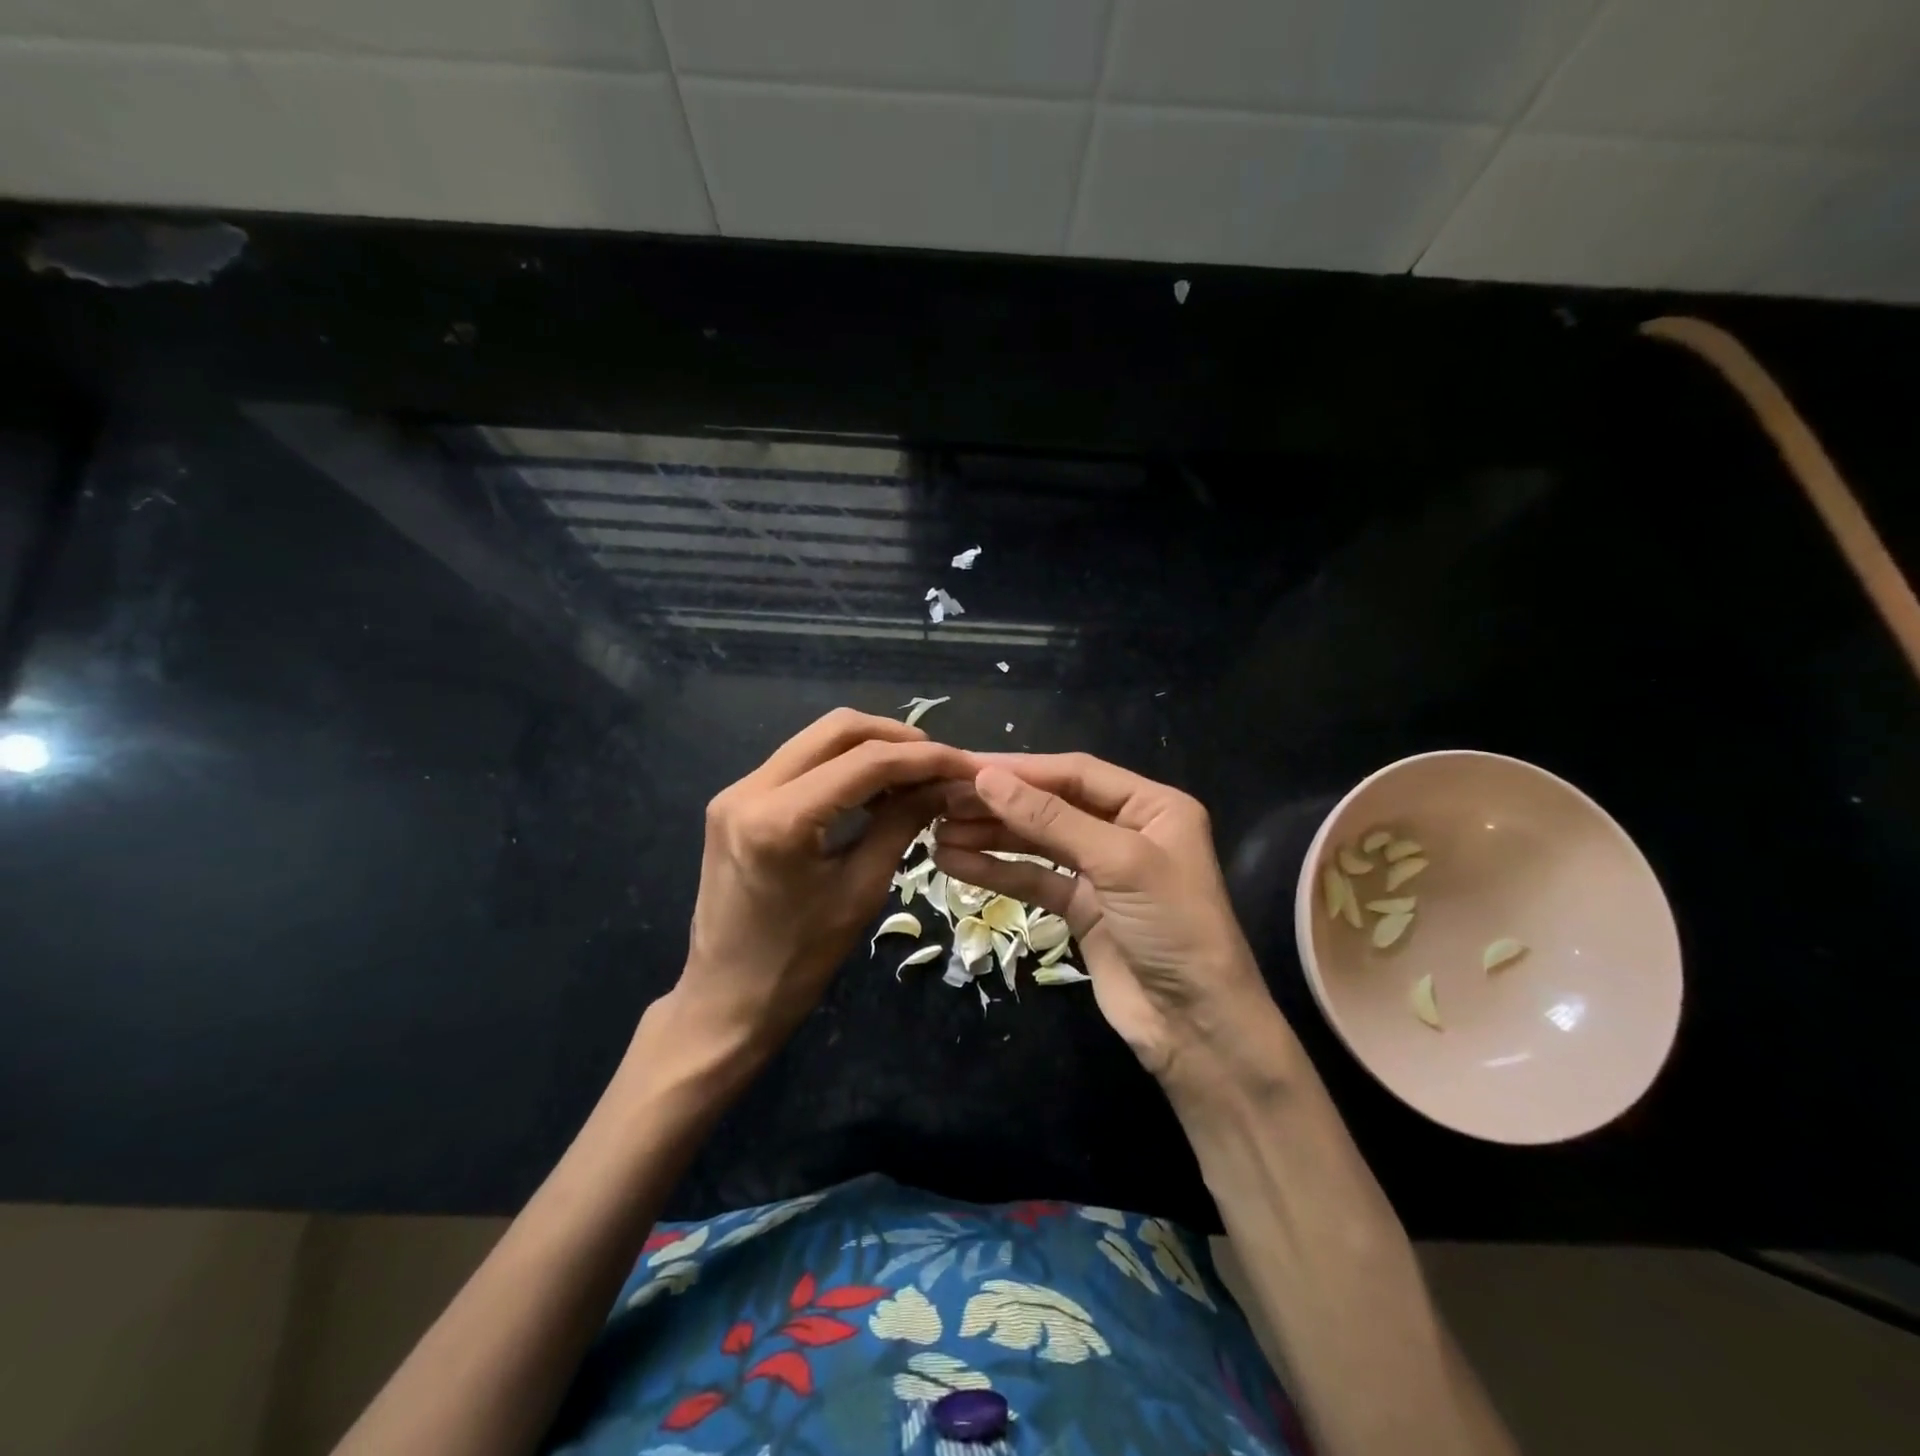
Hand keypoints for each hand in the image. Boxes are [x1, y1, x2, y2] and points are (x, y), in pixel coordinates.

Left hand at [666, 709, 977, 1065]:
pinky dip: (842, 766)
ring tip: (914, 775)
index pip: (866, 762)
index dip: (924, 758)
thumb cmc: (798, 961)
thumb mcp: (861, 891)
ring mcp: (737, 791)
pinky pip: (800, 763)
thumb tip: (944, 784)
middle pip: (837, 729)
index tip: (965, 765)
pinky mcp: (736, 801)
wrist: (725, 999)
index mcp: (779, 820)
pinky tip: (874, 788)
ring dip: (870, 748)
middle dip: (897, 739)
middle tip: (940, 764)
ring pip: (817, 740)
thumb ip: (901, 825)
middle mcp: (749, 789)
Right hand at [933, 753, 1278, 1080]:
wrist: (1196, 1026)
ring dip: (990, 836)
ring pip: (1037, 842)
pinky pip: (1034, 878)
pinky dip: (997, 871)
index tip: (966, 768)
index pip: (1075, 773)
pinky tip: (954, 863)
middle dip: (999, 803)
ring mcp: (1101, 870)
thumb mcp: (1118, 862)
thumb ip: (1050, 818)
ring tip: (937, 831)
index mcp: (1152, 805)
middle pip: (1052, 804)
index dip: (1020, 769)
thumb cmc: (1173, 927)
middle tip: (942, 799)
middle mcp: (1126, 829)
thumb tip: (986, 779)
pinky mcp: (1082, 908)